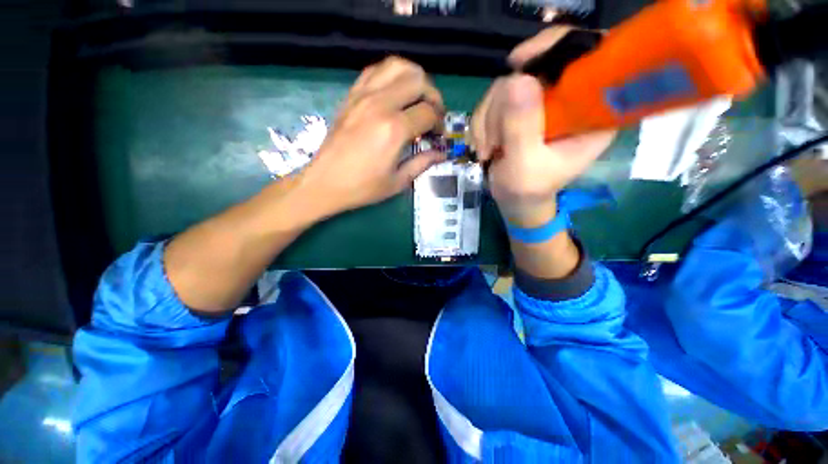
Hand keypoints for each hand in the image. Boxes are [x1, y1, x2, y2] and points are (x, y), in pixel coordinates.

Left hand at [298, 57, 445, 218]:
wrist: (325, 182)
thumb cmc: (362, 187)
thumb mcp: (398, 181)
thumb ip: (422, 163)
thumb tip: (441, 153)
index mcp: (394, 129)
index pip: (428, 113)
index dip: (439, 123)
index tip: (438, 135)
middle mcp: (380, 104)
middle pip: (418, 81)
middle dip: (433, 96)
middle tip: (433, 114)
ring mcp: (363, 95)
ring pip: (397, 66)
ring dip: (414, 78)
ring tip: (418, 97)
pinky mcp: (351, 95)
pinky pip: (375, 71)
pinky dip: (391, 75)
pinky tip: (395, 92)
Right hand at [471, 27, 614, 227]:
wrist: (513, 200)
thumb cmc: (528, 191)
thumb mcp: (525, 166)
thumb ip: (522, 128)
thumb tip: (517, 79)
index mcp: (592, 112)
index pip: (589, 56)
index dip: (556, 46)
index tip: (520, 63)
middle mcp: (569, 99)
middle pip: (535, 68)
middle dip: (503, 105)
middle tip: (493, 141)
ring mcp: (542, 103)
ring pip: (508, 85)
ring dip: (487, 119)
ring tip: (487, 150)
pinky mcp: (520, 109)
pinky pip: (493, 100)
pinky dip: (481, 123)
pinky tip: (483, 146)